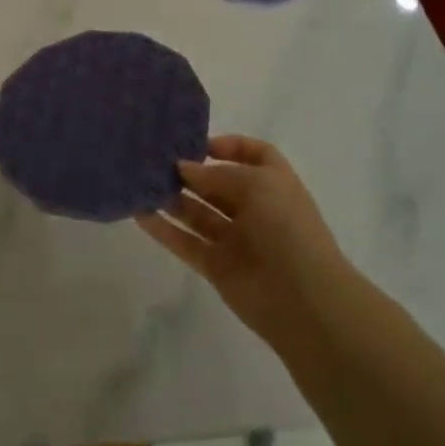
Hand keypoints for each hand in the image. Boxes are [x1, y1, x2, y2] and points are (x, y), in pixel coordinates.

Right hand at [137, 136, 352, 364]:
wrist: (304, 301)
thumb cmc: (287, 228)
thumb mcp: (256, 185)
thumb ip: (214, 175)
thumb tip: (182, 167)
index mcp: (273, 184)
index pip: (253, 154)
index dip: (228, 146)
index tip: (197, 144)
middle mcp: (254, 208)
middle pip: (217, 183)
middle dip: (189, 171)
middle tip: (155, 160)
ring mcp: (234, 238)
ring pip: (197, 212)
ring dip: (171, 198)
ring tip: (141, 182)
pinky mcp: (216, 265)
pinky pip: (186, 242)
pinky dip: (163, 230)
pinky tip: (139, 214)